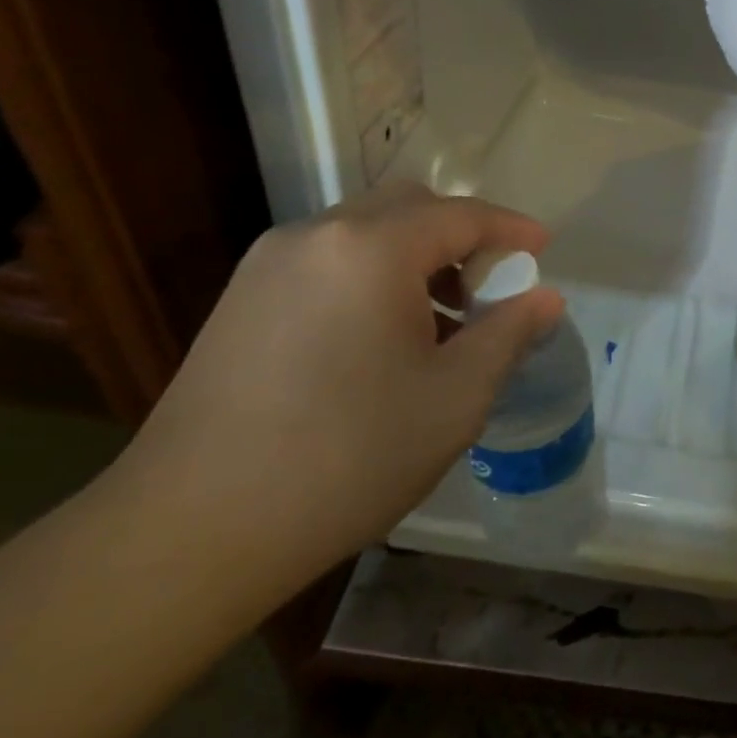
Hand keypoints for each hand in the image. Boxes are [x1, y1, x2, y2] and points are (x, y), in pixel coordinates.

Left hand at [111, 181, 563, 607]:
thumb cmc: (347, 457)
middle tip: (490, 287)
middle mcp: (315, 236)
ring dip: (415, 257)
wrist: (192, 530)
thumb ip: (508, 334)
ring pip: (364, 232)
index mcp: (371, 249)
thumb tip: (544, 298)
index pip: (461, 215)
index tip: (544, 250)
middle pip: (409, 207)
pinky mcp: (241, 299)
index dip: (511, 230)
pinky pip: (328, 261)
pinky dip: (372, 275)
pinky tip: (381, 338)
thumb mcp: (455, 398)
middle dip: (460, 235)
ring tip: (440, 321)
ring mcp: (268, 264)